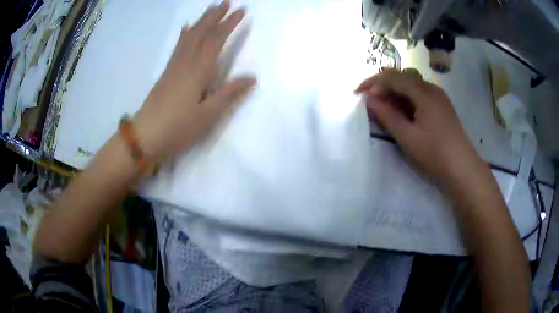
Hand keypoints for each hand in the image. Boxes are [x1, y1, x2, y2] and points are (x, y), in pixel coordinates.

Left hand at [134, 1, 255, 157]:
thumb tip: (251, 77)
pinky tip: (186, 28)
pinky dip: (185, 34)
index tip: (241, 11)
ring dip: (201, 20)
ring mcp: (173, 66)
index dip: (229, 24)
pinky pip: (178, 46)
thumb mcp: (207, 115)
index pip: (216, 40)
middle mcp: (185, 62)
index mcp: (198, 71)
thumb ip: (229, 93)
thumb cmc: (178, 128)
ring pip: (189, 36)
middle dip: (215, 16)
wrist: (145, 136)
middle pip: (201, 33)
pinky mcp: (166, 72)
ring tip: (211, 9)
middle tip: (226, 1)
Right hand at [356, 68, 486, 186]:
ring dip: (395, 92)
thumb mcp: (407, 137)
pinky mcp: (441, 106)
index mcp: (424, 92)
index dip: (373, 82)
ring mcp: (438, 97)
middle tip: (370, 101)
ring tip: (384, 107)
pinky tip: (402, 112)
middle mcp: (432, 88)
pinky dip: (406, 99)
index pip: (394, 77)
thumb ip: (387, 116)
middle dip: (383, 85)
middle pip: (403, 76)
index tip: (359, 95)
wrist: (462, 169)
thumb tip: (369, 100)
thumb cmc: (435, 154)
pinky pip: (420, 94)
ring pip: (412, 85)